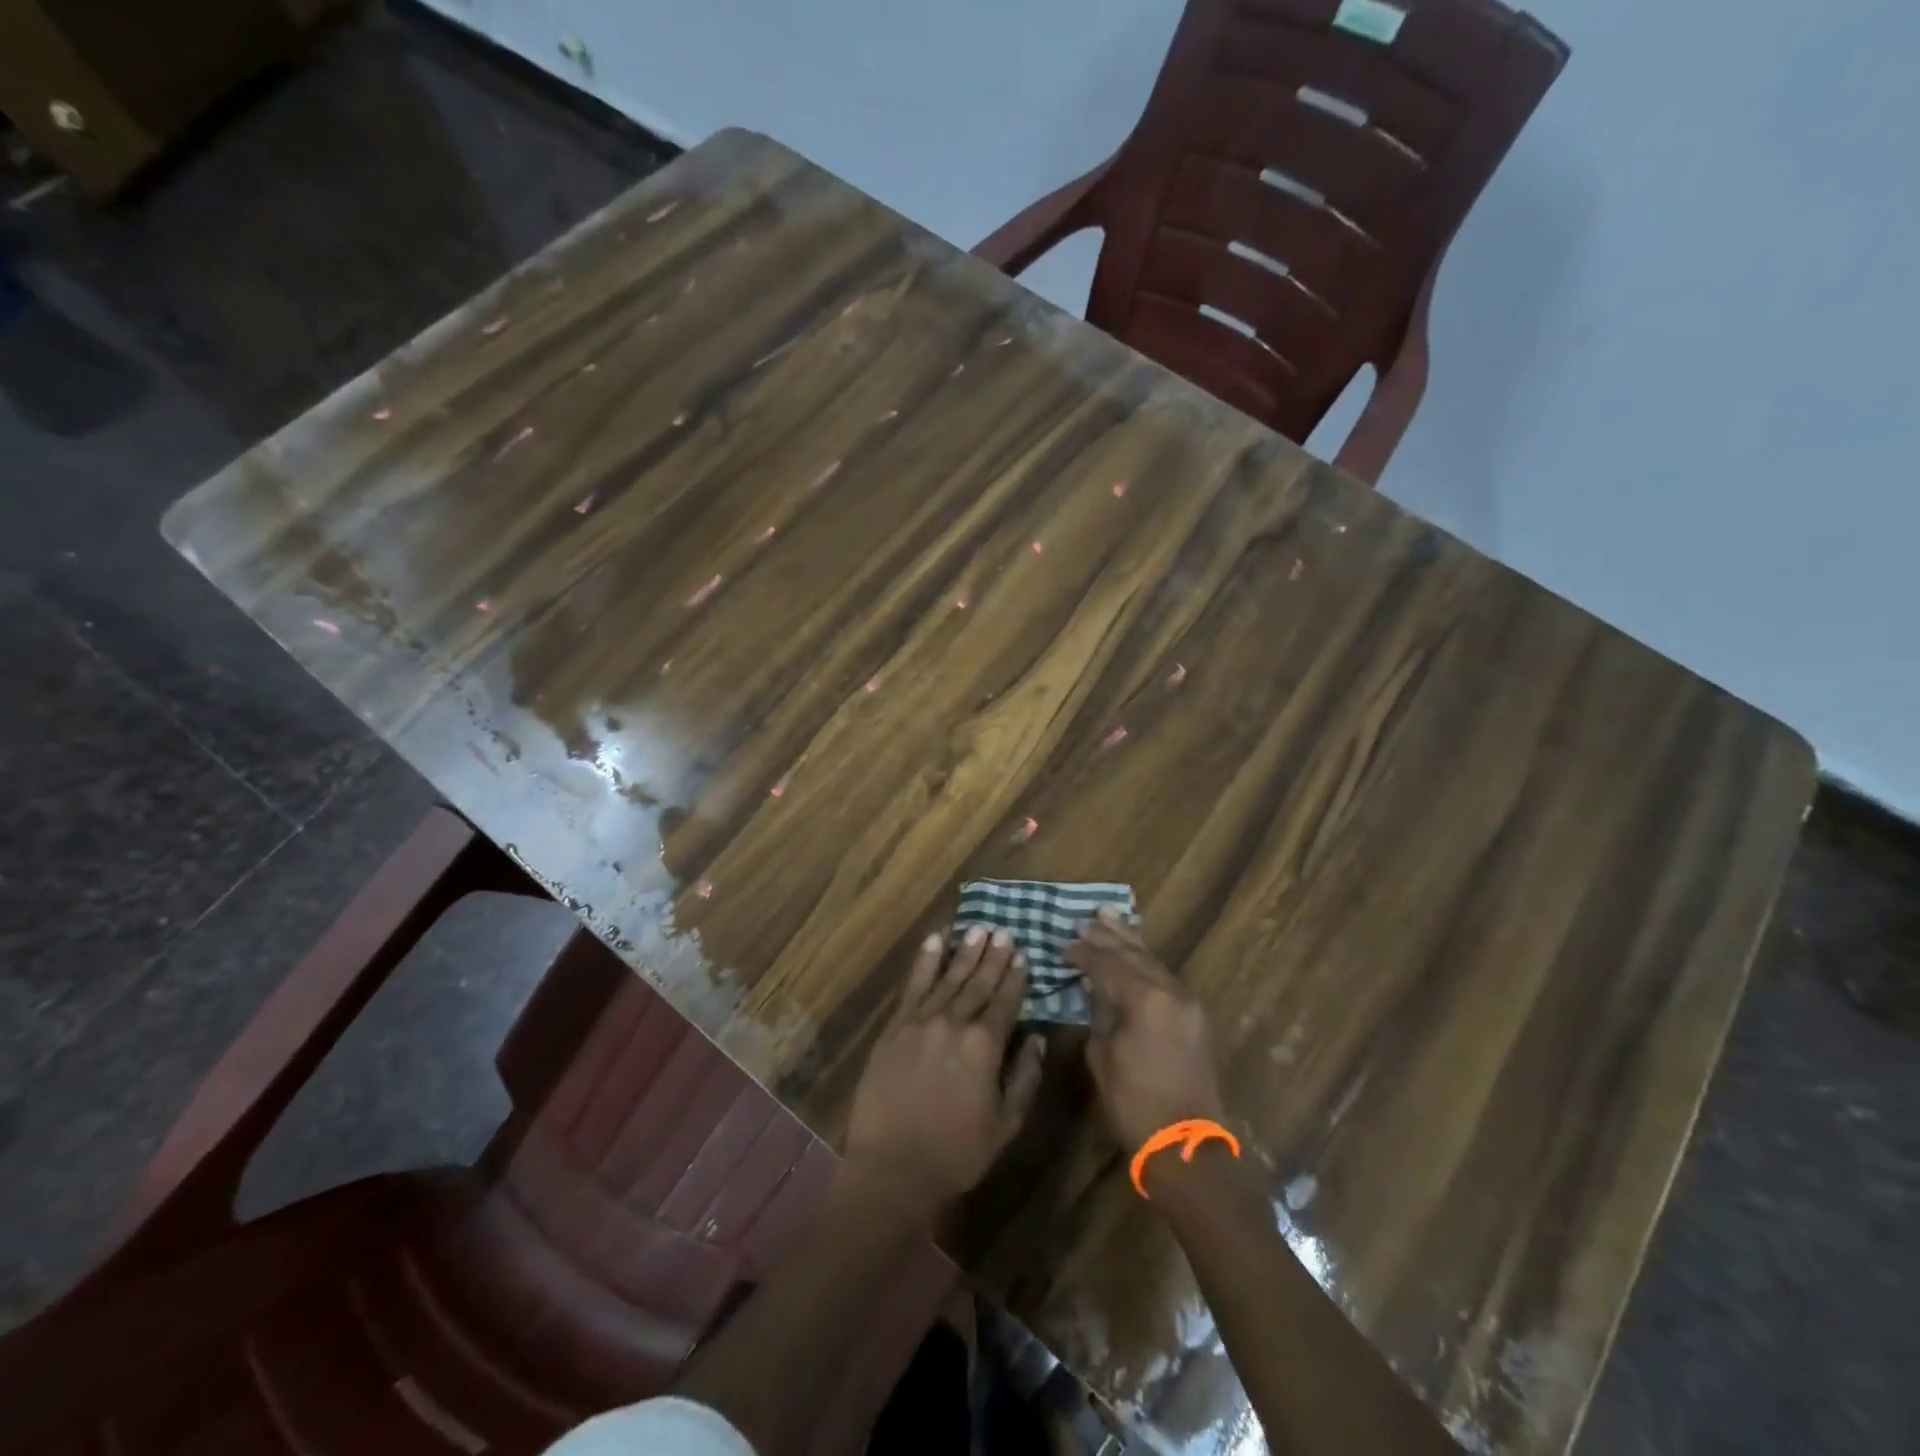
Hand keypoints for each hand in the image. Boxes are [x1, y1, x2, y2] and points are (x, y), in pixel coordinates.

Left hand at [843, 926, 1045, 1220]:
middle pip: (978, 983)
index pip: (1005, 1001)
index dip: (1015, 978)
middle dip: (993, 956)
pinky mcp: (895, 1027)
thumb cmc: (956, 1153)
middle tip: (1003, 931)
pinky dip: (925, 961)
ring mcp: (921, 1021)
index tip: (1023, 955)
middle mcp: (954, 1023)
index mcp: (985, 1046)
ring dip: (964, 951)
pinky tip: (934, 940)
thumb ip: (1025, 1078)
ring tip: (977, 928)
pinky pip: (913, 985)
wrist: (893, 1169)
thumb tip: (1037, 1039)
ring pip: (947, 977)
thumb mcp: (1006, 1125)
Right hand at [1066, 906, 1226, 1150]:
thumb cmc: (1135, 1104)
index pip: (1108, 963)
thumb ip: (1099, 1014)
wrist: (1187, 1146)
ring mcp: (1187, 1003)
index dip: (1084, 952)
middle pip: (1134, 953)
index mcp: (1146, 999)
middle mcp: (1170, 991)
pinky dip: (1146, 960)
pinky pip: (1165, 976)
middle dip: (1108, 935)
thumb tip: (1095, 990)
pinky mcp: (1194, 1017)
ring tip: (1112, 915)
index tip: (1063, 944)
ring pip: (1153, 960)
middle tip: (1085, 917)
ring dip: (1130, 939)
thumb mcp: (1103, 1056)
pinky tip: (1136, 950)